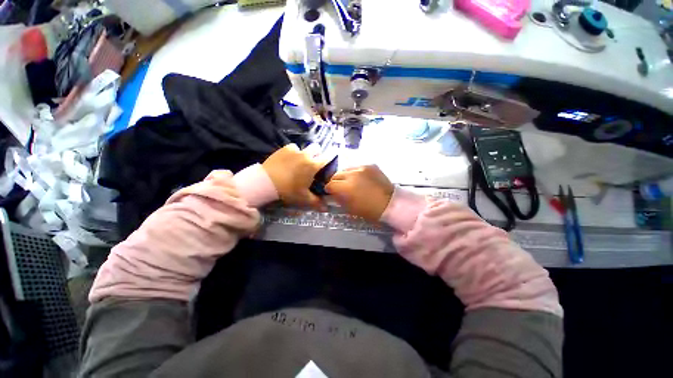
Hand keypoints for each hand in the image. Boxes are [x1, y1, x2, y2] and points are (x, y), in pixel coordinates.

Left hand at [262, 144, 327, 208]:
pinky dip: (293, 152)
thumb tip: (326, 209)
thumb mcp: (303, 198)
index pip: (328, 157)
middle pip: (317, 148)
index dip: (331, 157)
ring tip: (299, 163)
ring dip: (305, 153)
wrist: (266, 182)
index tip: (330, 160)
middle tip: (313, 164)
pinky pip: (293, 148)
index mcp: (313, 165)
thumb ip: (317, 203)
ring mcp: (294, 150)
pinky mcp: (284, 149)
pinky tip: (289, 160)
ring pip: (304, 148)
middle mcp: (306, 155)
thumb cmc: (288, 190)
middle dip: (317, 154)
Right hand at [326, 165, 393, 221]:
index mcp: (346, 187)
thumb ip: (339, 199)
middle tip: (340, 188)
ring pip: (346, 169)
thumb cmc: (369, 210)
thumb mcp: (350, 208)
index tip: (331, 192)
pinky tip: (361, 179)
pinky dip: (356, 173)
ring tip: (351, 182)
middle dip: (336, 182)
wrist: (390, 203)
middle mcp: (352, 174)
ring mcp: (362, 168)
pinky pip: (357, 167)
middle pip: (336, 175)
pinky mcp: (370, 165)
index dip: (329, 190)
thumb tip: (334, 193)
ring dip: (346, 176)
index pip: (330, 185)